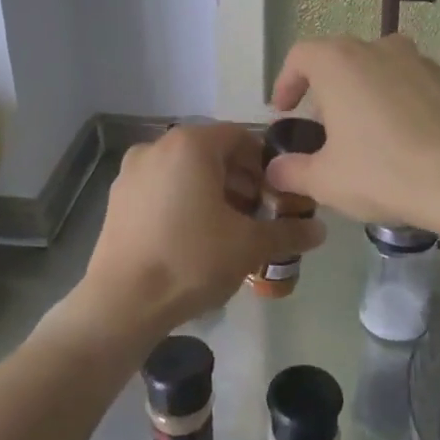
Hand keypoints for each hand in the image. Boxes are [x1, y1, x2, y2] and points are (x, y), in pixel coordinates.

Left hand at [66, 123, 323, 346]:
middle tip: (259, 214)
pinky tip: (195, 237)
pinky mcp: (118, 197)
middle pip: (212, 152)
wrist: (122, 302)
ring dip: (214, 191)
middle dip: (241, 180)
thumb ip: (288, 232)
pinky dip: (184, 200)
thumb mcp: (249, 246)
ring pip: (186, 170)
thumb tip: (320, 230)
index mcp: (191, 144)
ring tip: (230, 229)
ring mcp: (132, 171)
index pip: (241, 137)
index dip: (266, 164)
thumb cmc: (191, 260)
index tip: (279, 195)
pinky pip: (162, 187)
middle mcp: (158, 146)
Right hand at [264, 34, 439, 232]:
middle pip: (338, 58)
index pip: (300, 57)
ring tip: (359, 130)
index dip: (286, 82)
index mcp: (338, 61)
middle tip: (320, 126)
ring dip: (360, 91)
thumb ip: (292, 171)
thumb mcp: (325, 180)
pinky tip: (396, 136)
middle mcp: (376, 48)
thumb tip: (275, 171)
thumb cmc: (382, 171)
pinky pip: (405, 82)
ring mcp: (416, 60)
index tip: (284, 110)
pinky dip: (392, 100)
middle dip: (323, 89)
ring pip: (375, 67)